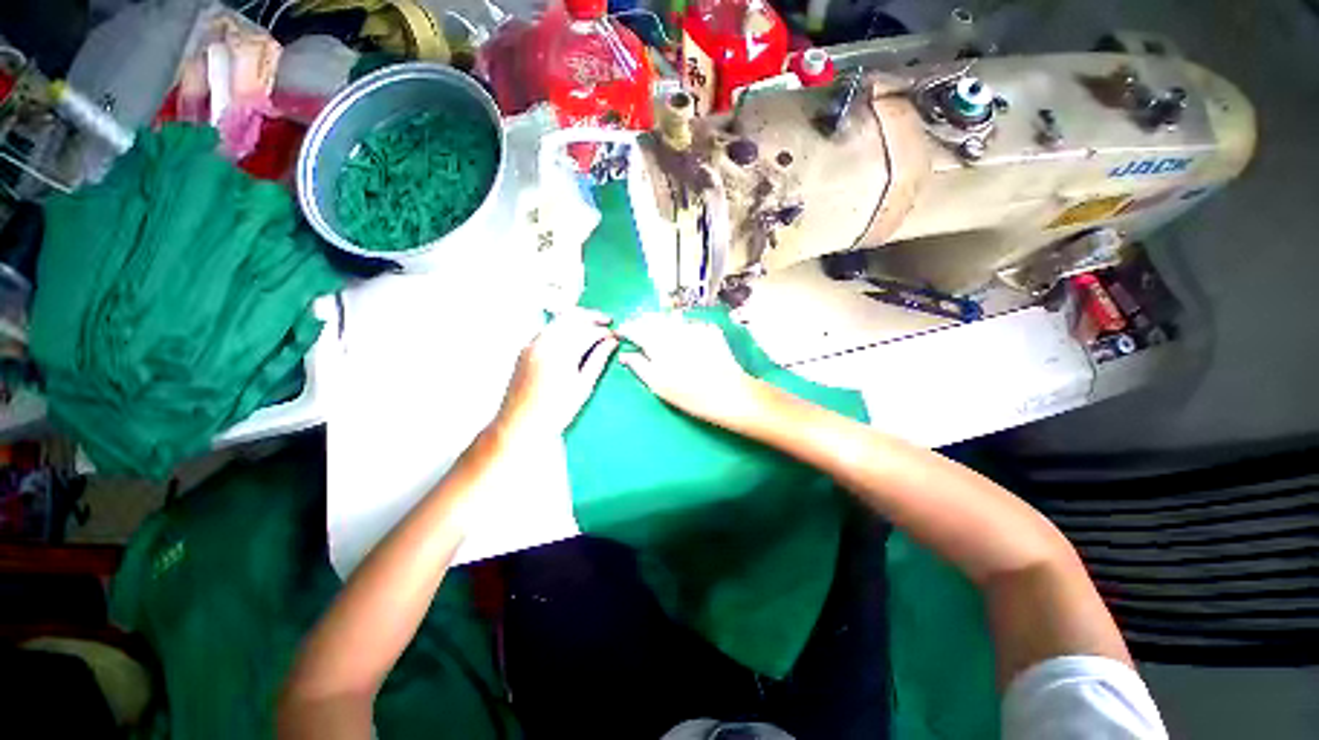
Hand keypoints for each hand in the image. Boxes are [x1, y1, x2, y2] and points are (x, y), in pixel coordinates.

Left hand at [495, 308, 617, 438]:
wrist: (520, 425)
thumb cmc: (556, 411)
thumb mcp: (583, 386)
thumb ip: (598, 360)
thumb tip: (612, 342)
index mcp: (561, 353)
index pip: (587, 331)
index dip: (604, 331)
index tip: (616, 336)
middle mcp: (544, 342)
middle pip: (571, 316)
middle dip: (591, 316)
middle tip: (607, 322)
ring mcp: (532, 344)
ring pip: (558, 320)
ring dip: (577, 319)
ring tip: (592, 327)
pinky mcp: (525, 349)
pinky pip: (547, 330)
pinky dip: (563, 327)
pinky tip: (573, 337)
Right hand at [616, 313, 761, 429]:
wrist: (729, 393)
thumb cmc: (689, 394)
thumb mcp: (658, 385)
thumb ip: (638, 366)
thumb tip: (624, 355)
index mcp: (657, 343)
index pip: (635, 328)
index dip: (627, 329)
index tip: (622, 332)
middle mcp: (673, 329)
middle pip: (652, 319)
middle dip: (643, 323)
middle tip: (639, 331)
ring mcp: (692, 326)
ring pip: (670, 319)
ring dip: (661, 324)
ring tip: (660, 335)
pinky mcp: (708, 328)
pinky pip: (687, 324)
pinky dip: (681, 329)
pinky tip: (684, 340)